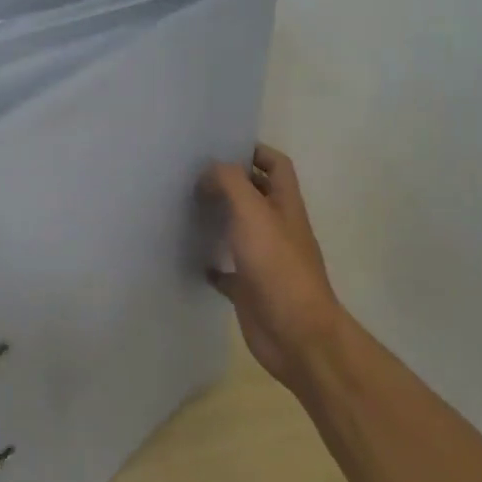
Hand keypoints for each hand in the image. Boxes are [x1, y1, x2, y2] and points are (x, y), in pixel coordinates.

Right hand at [201, 144, 347, 391]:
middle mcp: (277, 228)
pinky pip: (227, 269)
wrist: (295, 334)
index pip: (277, 165)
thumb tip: (208, 171)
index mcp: (285, 206)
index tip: (220, 147)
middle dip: (229, 182)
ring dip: (218, 217)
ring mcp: (263, 259)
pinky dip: (211, 262)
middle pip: (256, 195)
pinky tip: (192, 257)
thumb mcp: (253, 213)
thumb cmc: (277, 267)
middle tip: (191, 174)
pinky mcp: (249, 288)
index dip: (254, 151)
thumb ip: (230, 183)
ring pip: (239, 229)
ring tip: (185, 206)